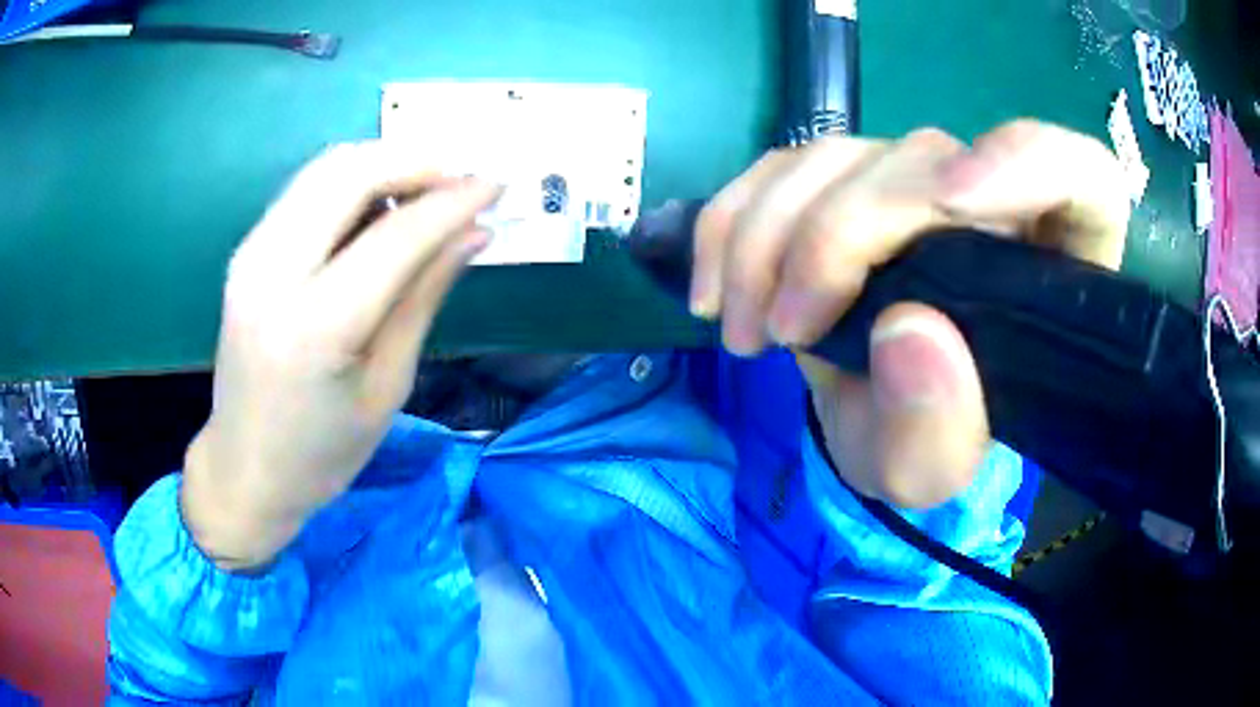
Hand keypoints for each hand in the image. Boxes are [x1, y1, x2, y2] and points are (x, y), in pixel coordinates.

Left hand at [181, 142, 500, 570]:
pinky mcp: (247, 252)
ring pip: (325, 169)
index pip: (396, 235)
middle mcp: (272, 273)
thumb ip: (424, 296)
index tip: (496, 184)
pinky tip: (378, 212)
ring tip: (426, 194)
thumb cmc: (322, 452)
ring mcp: (251, 255)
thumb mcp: (387, 387)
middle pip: (350, 173)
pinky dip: (351, 184)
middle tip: (462, 180)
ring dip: (384, 166)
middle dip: (416, 162)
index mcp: (314, 326)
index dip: (453, 201)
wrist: (244, 470)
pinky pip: (306, 190)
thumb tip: (475, 232)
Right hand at [693, 121, 1128, 507]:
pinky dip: (733, 219)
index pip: (1080, 176)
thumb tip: (909, 335)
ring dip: (767, 235)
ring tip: (743, 329)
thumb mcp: (929, 472)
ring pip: (838, 154)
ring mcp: (914, 180)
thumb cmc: (928, 442)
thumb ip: (936, 432)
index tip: (953, 202)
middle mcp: (994, 200)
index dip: (1028, 162)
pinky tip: (716, 286)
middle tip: (781, 330)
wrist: (877, 415)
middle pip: (924, 161)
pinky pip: (782, 166)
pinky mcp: (848, 179)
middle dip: (837, 236)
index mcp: (1056, 264)